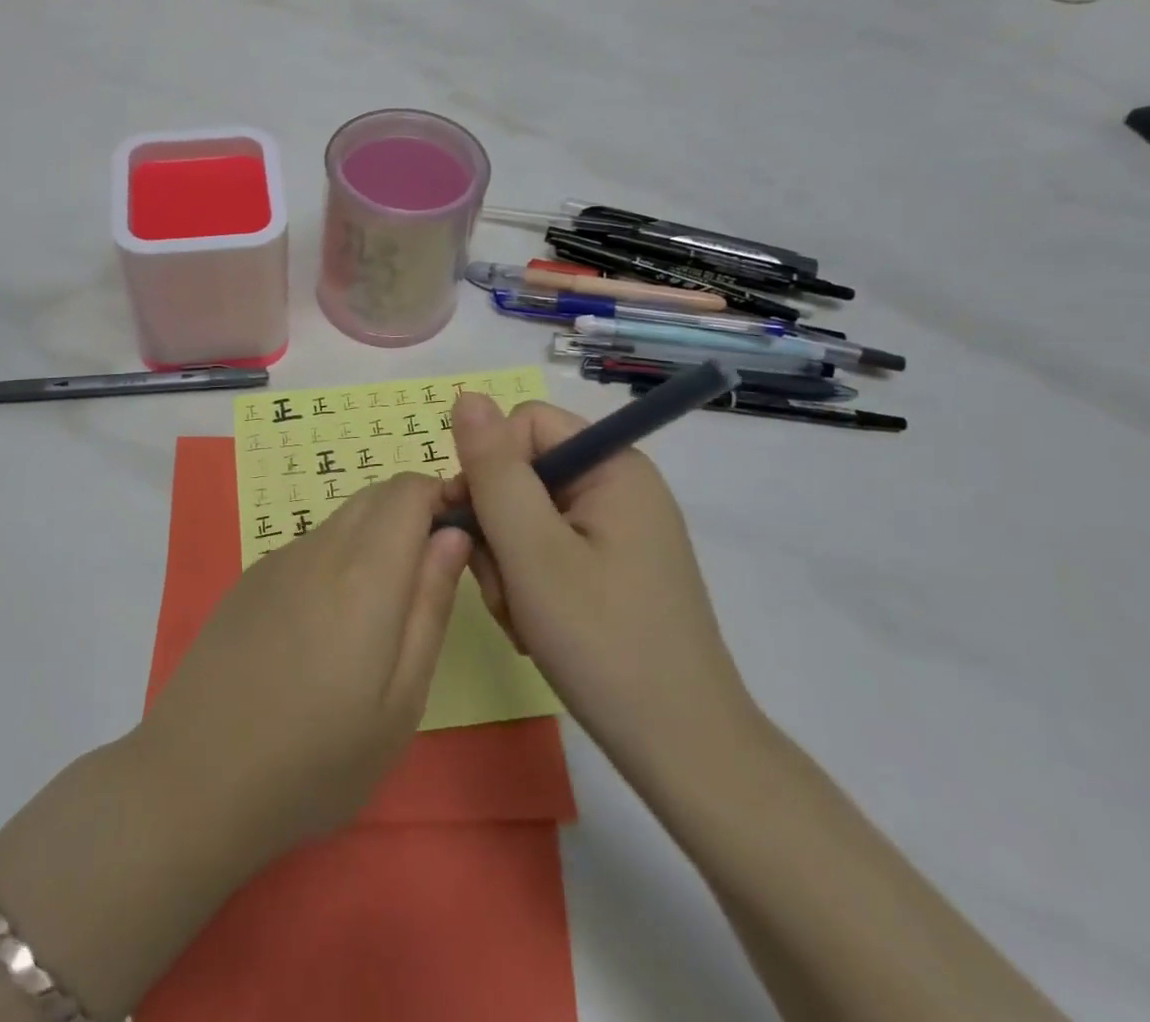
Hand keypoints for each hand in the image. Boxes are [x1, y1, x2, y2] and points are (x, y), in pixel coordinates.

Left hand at [139, 473, 472, 863]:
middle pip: (375, 495)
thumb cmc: (317, 758)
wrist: (196, 778)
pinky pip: (309, 547)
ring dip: (374, 538)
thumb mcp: (400, 700)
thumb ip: (430, 606)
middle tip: (427, 579)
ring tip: (377, 615)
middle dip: (412, 513)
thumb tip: (454, 535)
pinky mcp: (249, 580)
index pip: (409, 490)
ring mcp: (277, 560)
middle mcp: (319, 547)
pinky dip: (336, 560)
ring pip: (341, 521)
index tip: (461, 537)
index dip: (441, 497)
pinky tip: (324, 628)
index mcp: (364, 572)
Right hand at [444, 394, 758, 777]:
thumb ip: (493, 470)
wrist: (683, 753)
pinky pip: (549, 549)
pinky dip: (530, 583)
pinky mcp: (614, 567)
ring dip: (508, 563)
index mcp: (612, 466)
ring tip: (522, 617)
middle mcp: (619, 486)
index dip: (487, 467)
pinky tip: (536, 627)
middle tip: (504, 588)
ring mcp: (619, 529)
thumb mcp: (532, 551)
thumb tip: (466, 395)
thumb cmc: (603, 642)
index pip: (523, 425)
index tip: (472, 526)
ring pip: (528, 515)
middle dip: (496, 528)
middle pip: (523, 472)